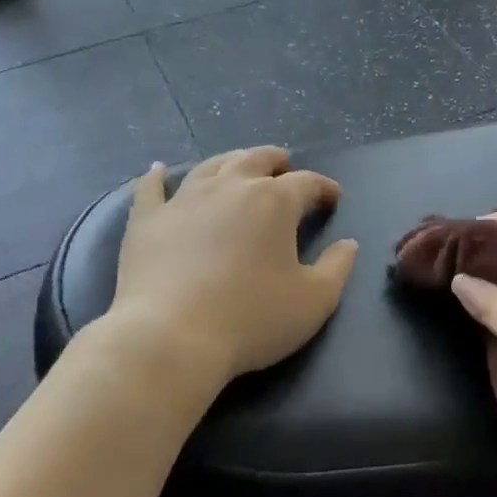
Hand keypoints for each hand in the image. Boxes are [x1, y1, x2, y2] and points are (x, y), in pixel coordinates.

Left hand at [108, 146, 358, 383]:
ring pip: (210, 167)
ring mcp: (184, 200)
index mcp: (274, 202)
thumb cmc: (252, 319)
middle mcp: (229, 188)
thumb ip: (338, 268)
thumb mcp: (314, 301)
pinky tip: (158, 170)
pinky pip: (151, 188)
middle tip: (285, 165)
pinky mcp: (147, 221)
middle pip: (256, 159)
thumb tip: (349, 244)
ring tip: (238, 163)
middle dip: (276, 160)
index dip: (324, 187)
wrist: (171, 337)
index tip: (333, 197)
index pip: (307, 183)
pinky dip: (157, 176)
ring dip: (230, 161)